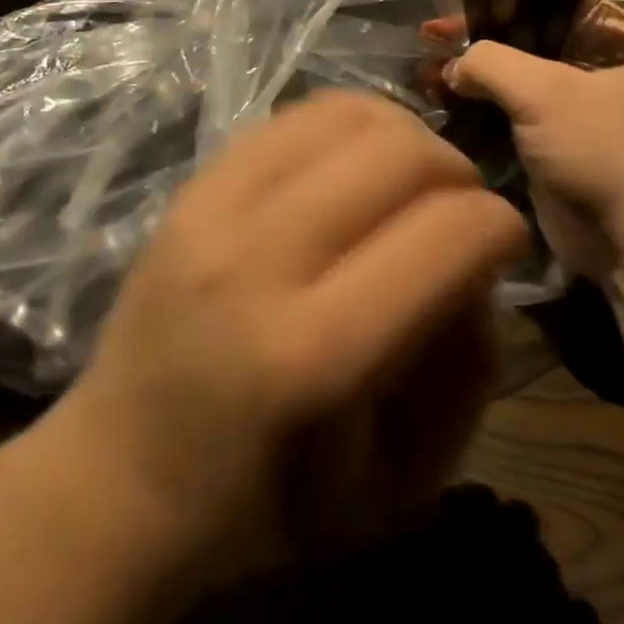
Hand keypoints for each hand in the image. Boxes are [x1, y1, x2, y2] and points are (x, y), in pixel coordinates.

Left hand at [58, 91, 527, 585]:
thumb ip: (464, 373)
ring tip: (413, 181)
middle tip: (463, 209)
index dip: (500, 226)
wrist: (117, 476)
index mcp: (313, 356)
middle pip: (399, 156)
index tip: (507, 242)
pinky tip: (355, 166)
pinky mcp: (191, 187)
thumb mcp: (396, 488)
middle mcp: (259, 261)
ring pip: (347, 116)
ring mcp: (214, 210)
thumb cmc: (262, 508)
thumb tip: (478, 266)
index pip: (444, 236)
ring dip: (407, 137)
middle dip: (459, 172)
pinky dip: (348, 127)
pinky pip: (293, 116)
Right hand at [446, 3, 623, 278]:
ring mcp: (565, 106)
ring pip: (505, 81)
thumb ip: (488, 62)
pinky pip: (501, 116)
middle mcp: (584, 63)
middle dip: (469, 44)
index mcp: (602, 35)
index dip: (487, 2)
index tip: (441, 18)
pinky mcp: (546, 143)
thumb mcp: (542, 90)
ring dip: (465, 80)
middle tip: (423, 45)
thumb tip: (450, 68)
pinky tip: (436, 108)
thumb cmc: (597, 148)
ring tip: (419, 77)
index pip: (536, 0)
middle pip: (516, 39)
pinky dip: (471, 112)